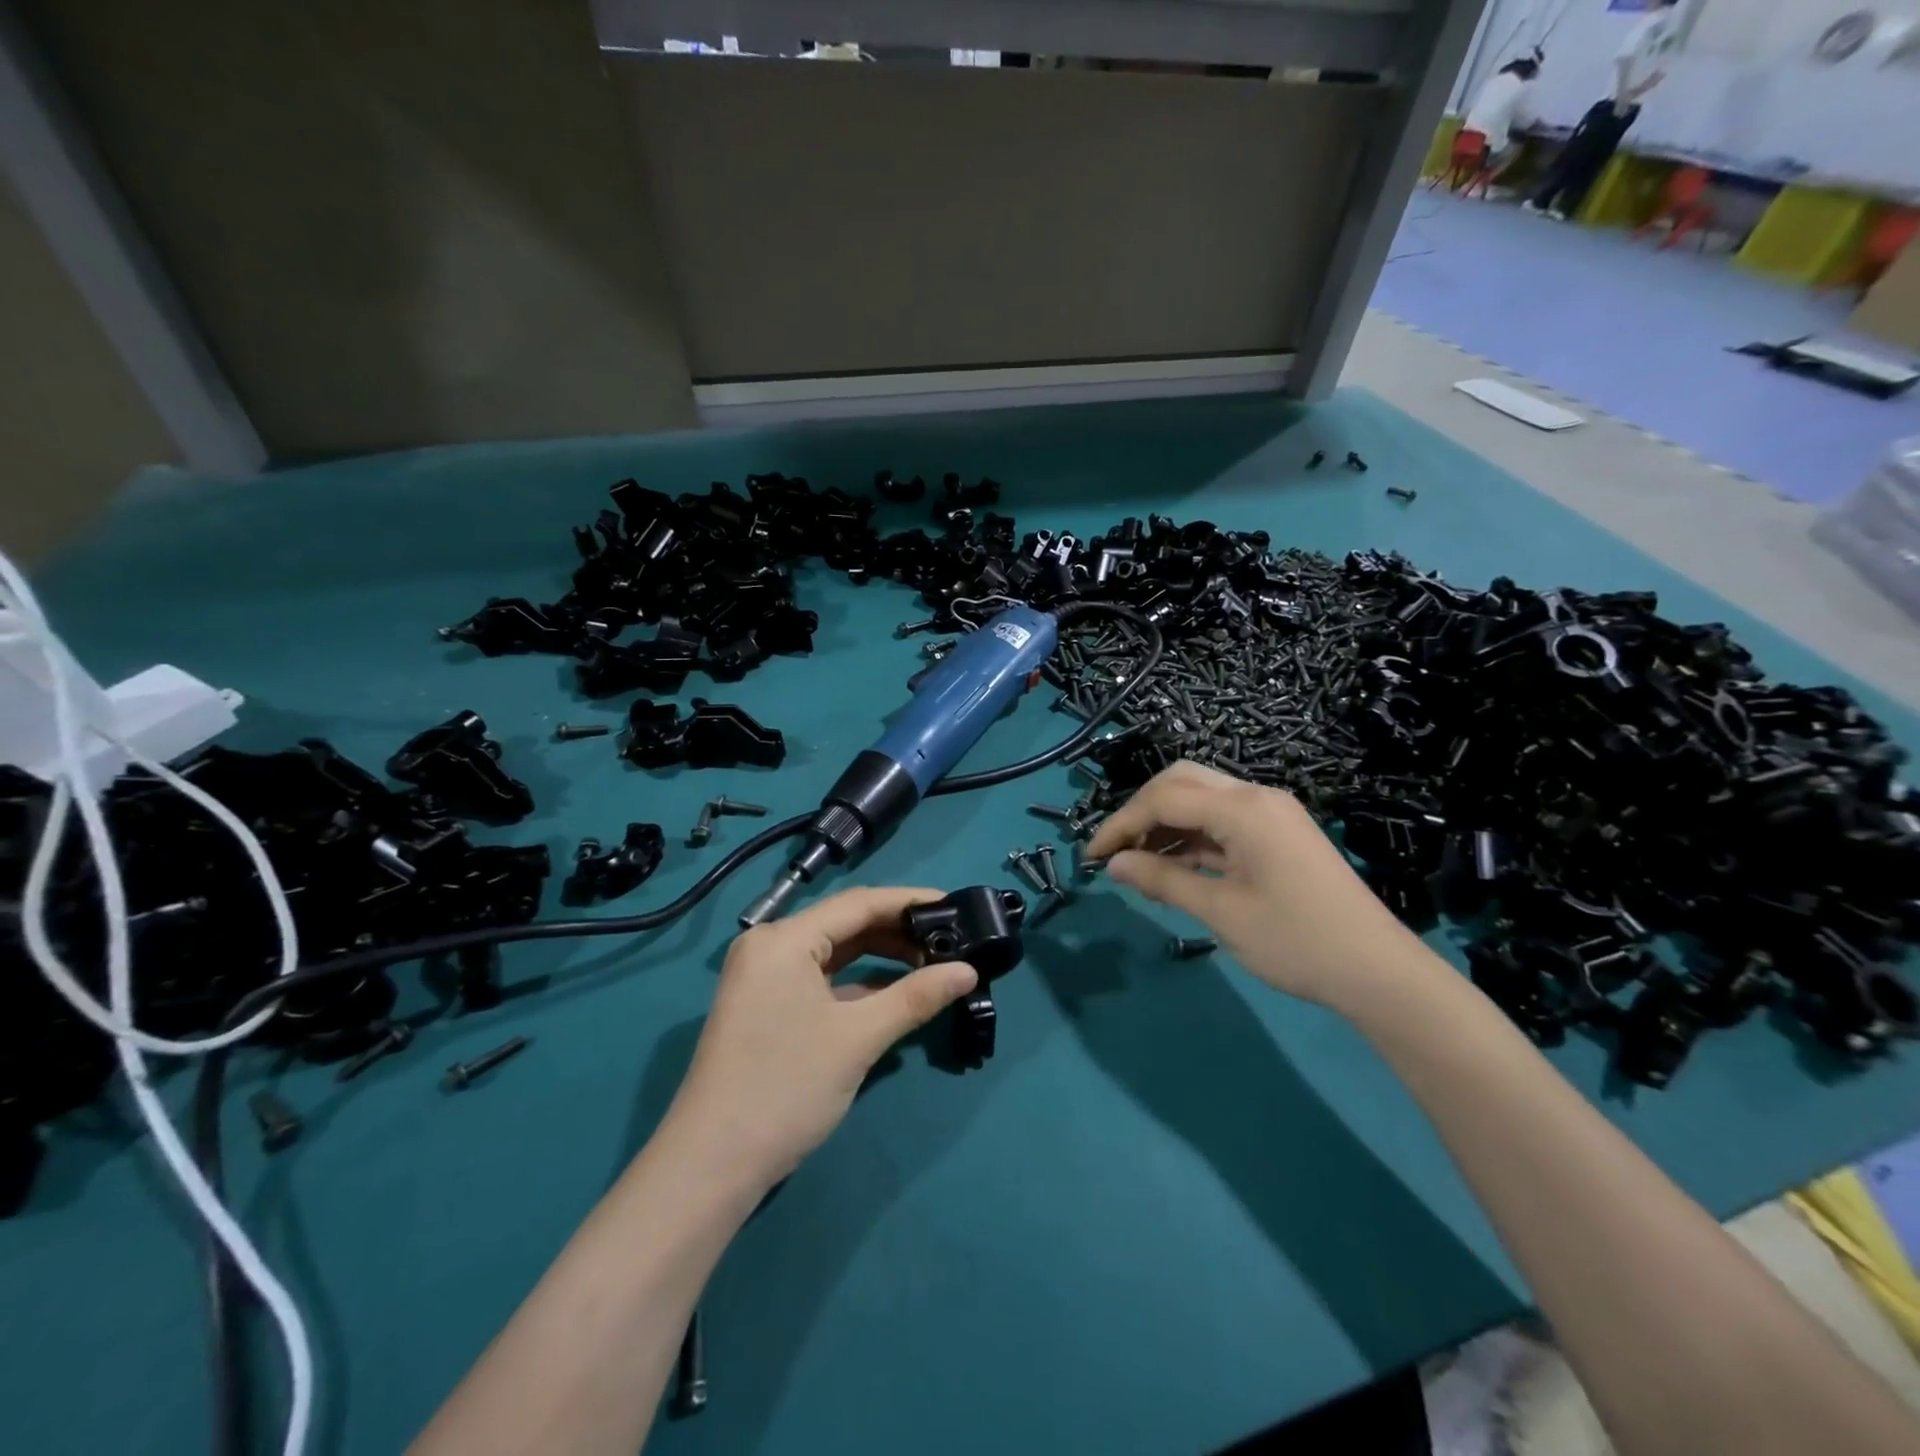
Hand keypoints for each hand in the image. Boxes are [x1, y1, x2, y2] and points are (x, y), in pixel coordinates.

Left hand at [665, 887, 977, 1186]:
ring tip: (933, 965)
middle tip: (952, 941)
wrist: (711, 1166)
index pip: (859, 903)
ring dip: (882, 959)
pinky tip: (896, 993)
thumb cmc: (786, 1088)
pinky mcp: (769, 1005)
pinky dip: (859, 983)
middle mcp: (771, 946)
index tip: (956, 904)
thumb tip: (969, 972)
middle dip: (899, 932)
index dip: (910, 902)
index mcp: (784, 939)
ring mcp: (766, 977)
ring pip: (836, 953)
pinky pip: (823, 979)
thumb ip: (915, 997)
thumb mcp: (858, 1038)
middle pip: (847, 924)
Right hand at [1085, 762, 1430, 1009]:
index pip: (1163, 799)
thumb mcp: (1221, 911)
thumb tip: (1112, 864)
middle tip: (1115, 851)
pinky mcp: (1279, 834)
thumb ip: (1163, 880)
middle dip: (1141, 812)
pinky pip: (1223, 821)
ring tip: (1137, 864)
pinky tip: (1172, 865)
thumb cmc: (1296, 941)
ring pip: (1202, 799)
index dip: (1121, 824)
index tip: (1091, 856)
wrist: (1379, 972)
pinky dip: (1192, 837)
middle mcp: (1256, 797)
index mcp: (1243, 809)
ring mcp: (1271, 814)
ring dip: (1165, 824)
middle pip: (1181, 782)